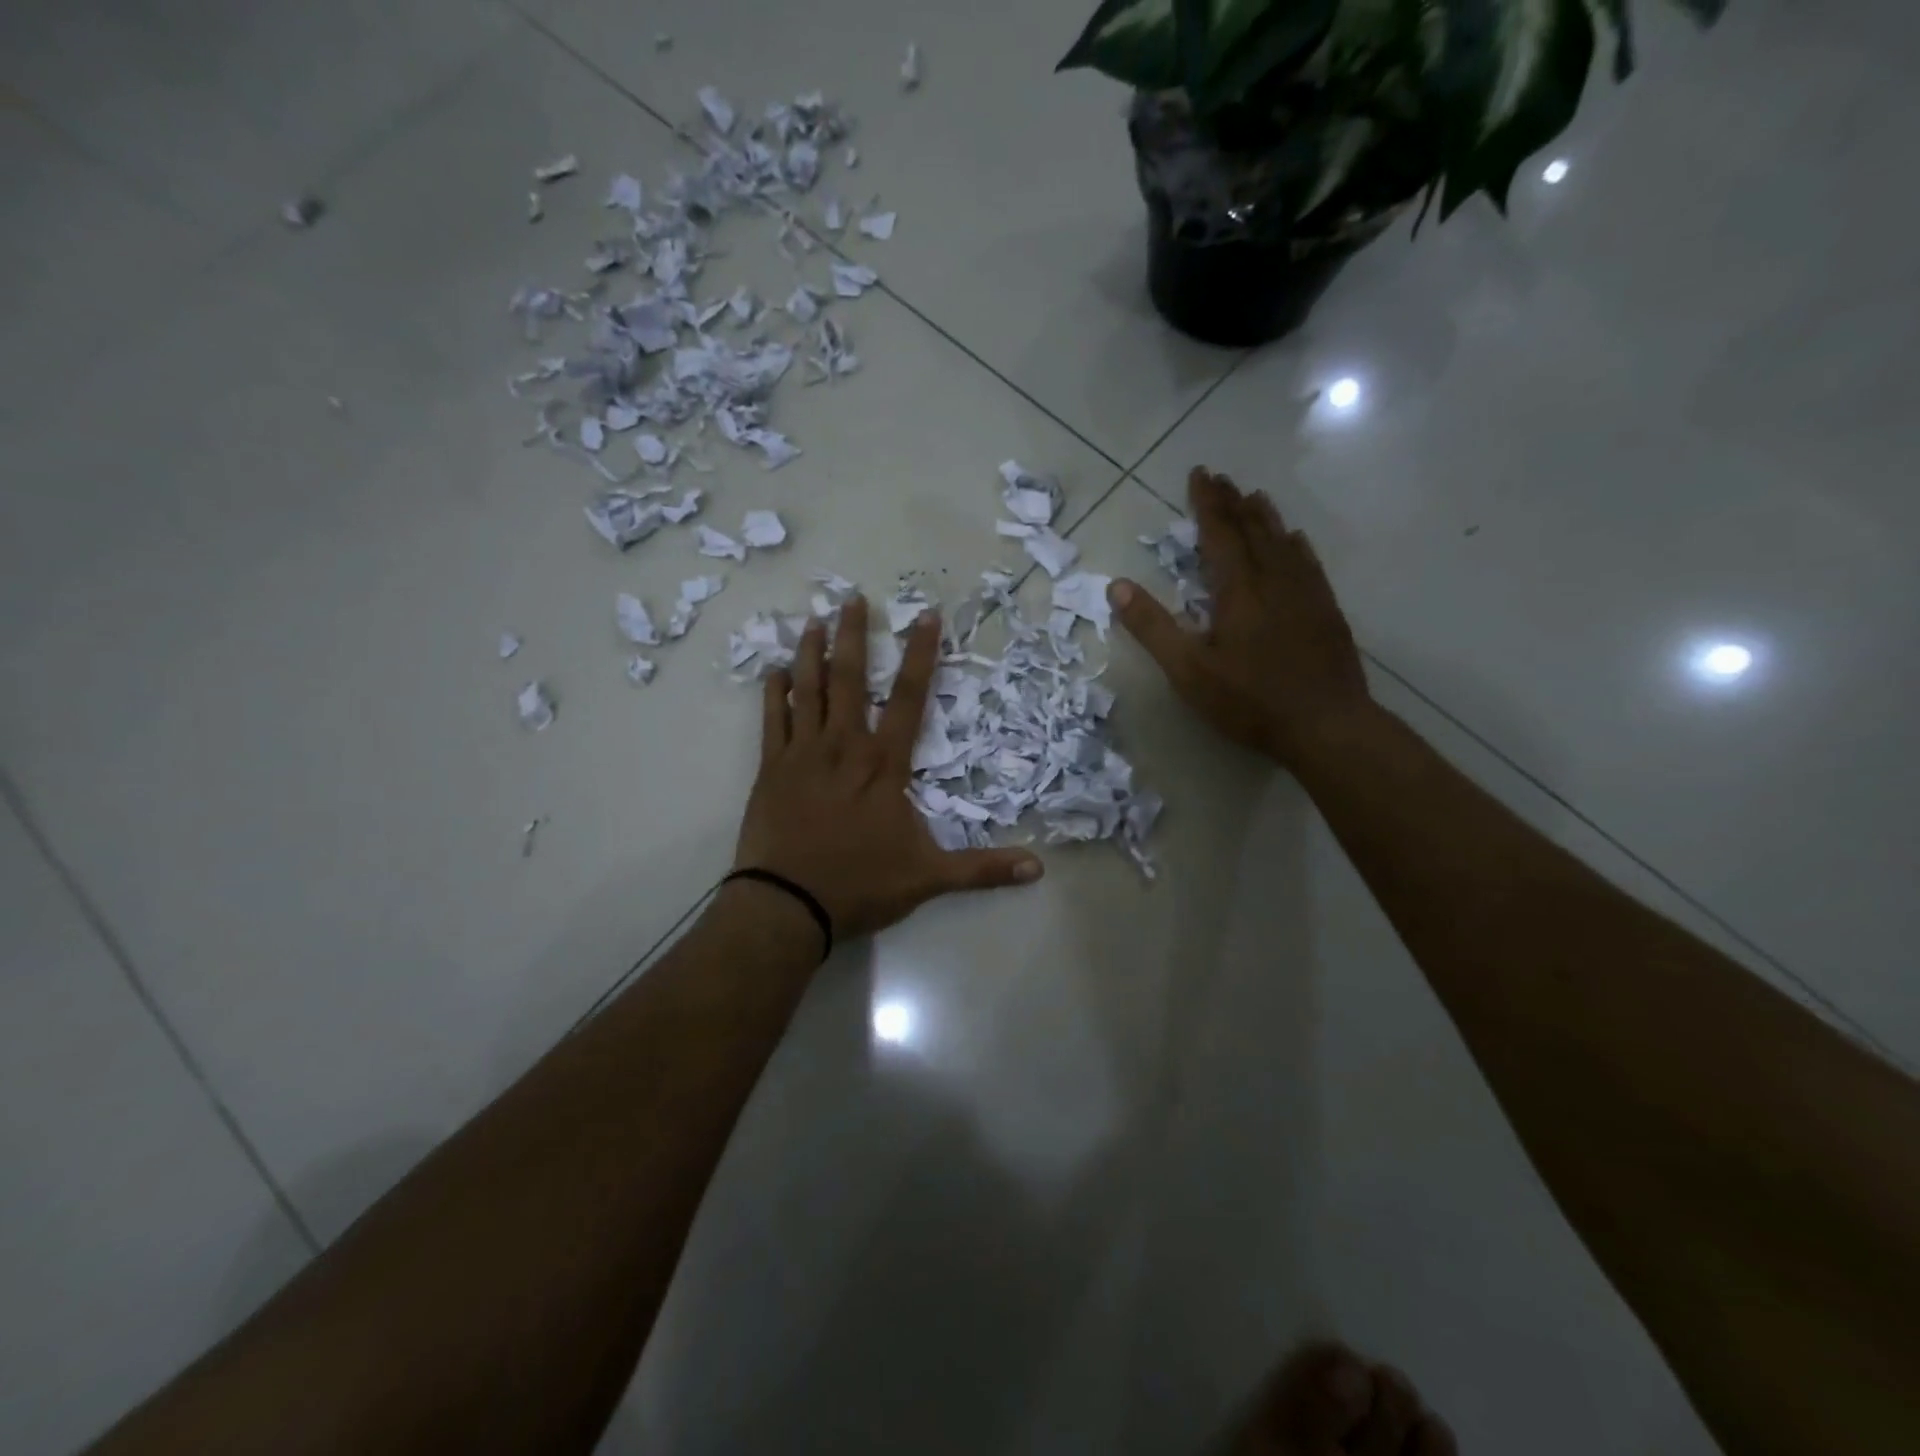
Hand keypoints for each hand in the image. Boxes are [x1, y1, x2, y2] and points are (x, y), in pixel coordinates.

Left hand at [733, 594, 1042, 942]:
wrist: (787, 905)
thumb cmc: (860, 885)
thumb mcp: (929, 878)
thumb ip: (982, 869)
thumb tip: (1039, 869)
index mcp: (884, 765)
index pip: (910, 699)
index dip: (922, 655)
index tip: (926, 615)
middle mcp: (844, 747)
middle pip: (851, 680)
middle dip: (855, 636)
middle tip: (852, 597)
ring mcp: (803, 754)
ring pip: (808, 690)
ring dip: (811, 653)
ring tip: (813, 620)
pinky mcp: (772, 769)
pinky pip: (773, 721)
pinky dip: (773, 693)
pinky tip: (773, 670)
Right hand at [1107, 466, 1371, 768]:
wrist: (1326, 725)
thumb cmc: (1249, 700)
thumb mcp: (1188, 670)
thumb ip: (1153, 627)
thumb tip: (1117, 586)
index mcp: (1239, 590)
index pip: (1220, 533)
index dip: (1207, 503)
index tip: (1199, 474)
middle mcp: (1274, 580)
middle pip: (1253, 530)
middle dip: (1233, 502)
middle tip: (1220, 477)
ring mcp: (1306, 594)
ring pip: (1283, 541)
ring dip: (1265, 517)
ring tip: (1254, 496)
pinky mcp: (1326, 610)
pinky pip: (1308, 563)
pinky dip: (1296, 544)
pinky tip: (1295, 540)